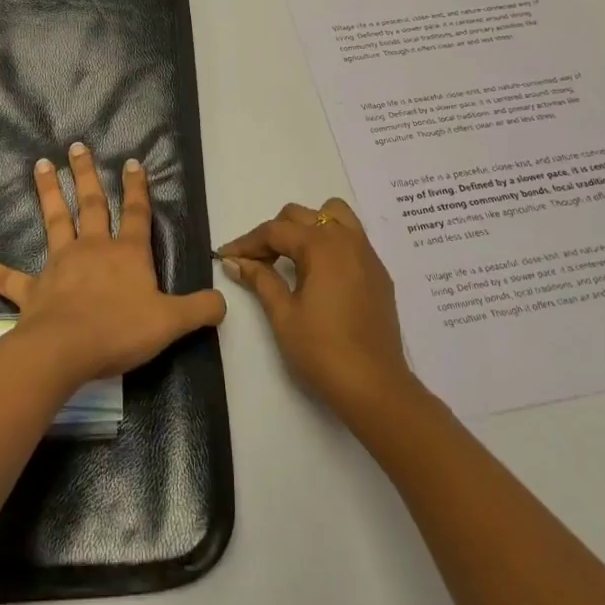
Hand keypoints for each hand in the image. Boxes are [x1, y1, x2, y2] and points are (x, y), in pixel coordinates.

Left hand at [0, 143, 226, 387]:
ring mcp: (58, 265)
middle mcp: (92, 248)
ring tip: (40, 164)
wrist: (67, 351)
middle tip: (77, 146)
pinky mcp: (30, 289)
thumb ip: (200, 309)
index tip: (131, 161)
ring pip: (53, 220)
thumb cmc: (121, 331)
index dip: (136, 188)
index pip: (135, 213)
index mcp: (126, 253)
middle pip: (90, 204)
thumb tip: (224, 301)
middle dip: (86, 174)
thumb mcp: (171, 322)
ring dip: (47, 192)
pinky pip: (3, 275)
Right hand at [219, 198, 416, 425]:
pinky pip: (351, 239)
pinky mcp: (378, 273)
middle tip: (255, 262)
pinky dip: (329, 242)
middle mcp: (347, 239)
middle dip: (274, 233)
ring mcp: (367, 255)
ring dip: (307, 228)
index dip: (247, 242)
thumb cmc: (322, 351)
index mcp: (321, 245)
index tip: (226, 256)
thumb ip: (260, 279)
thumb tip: (234, 261)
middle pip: (302, 216)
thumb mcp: (283, 314)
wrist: (375, 388)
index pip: (275, 231)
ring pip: (334, 216)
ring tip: (291, 258)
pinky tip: (318, 274)